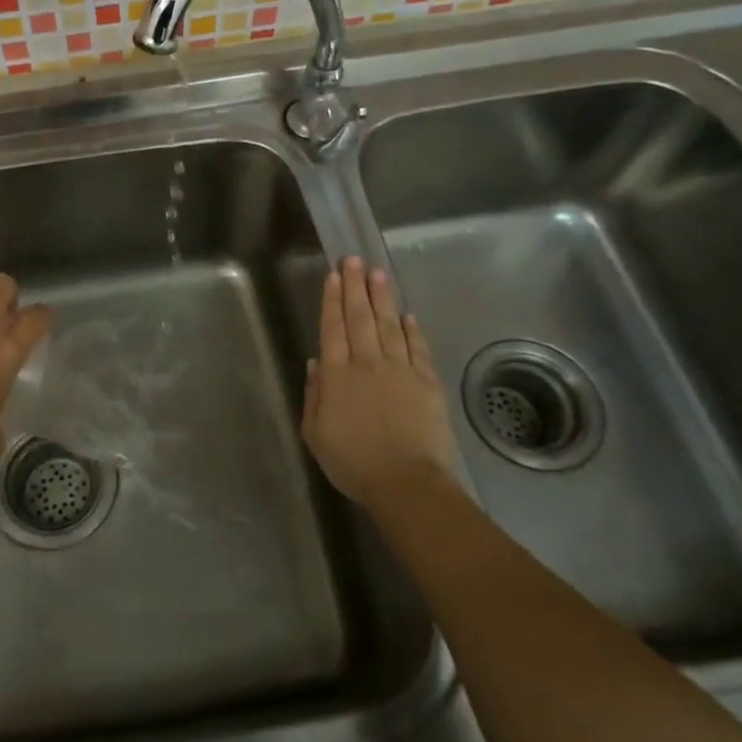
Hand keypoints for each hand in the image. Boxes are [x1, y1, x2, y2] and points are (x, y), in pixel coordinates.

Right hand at [301, 257, 460, 502]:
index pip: (332, 328)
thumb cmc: (352, 462)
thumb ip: (314, 395)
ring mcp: (400, 370)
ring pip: (388, 325)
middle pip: (359, 318)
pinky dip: (411, 329)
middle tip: (353, 259)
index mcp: (337, 375)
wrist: (406, 482)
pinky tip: (406, 314)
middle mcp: (367, 364)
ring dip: (382, 297)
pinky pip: (417, 348)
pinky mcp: (426, 382)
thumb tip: (317, 363)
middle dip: (355, 286)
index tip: (333, 275)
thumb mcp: (315, 433)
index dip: (332, 299)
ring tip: (378, 273)